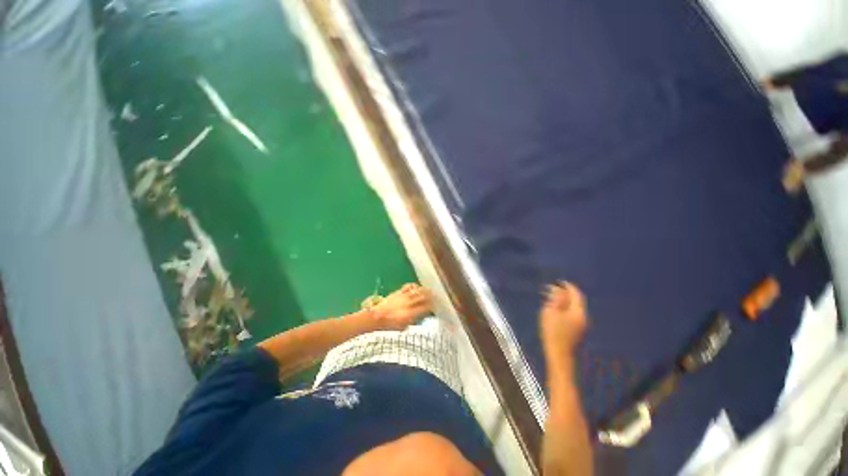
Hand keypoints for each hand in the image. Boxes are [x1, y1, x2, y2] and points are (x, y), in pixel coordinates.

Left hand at [371, 283, 432, 330]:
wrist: (376, 317)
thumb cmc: (389, 326)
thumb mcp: (403, 327)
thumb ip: (413, 320)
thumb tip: (421, 315)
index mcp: (411, 314)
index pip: (425, 307)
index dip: (432, 306)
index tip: (435, 306)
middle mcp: (408, 304)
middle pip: (423, 297)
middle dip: (430, 296)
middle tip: (435, 296)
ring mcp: (403, 297)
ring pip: (417, 290)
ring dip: (424, 290)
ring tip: (428, 290)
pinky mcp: (398, 292)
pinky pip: (408, 287)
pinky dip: (414, 286)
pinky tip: (416, 287)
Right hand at [539, 282, 587, 359]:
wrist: (558, 353)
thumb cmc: (553, 331)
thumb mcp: (551, 311)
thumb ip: (557, 299)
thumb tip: (560, 289)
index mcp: (578, 311)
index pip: (576, 294)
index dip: (568, 286)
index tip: (560, 281)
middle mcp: (583, 317)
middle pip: (576, 301)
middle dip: (565, 293)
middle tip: (552, 289)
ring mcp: (581, 325)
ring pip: (573, 307)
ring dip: (564, 301)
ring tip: (551, 297)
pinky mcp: (577, 330)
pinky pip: (572, 314)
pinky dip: (564, 308)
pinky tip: (555, 309)